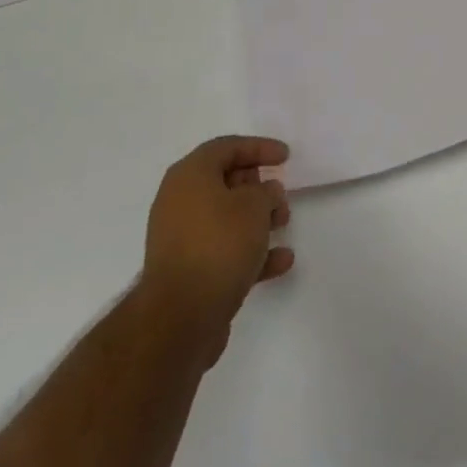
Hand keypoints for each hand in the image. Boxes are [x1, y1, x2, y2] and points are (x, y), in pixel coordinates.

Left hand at [139, 136, 293, 359]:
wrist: (180, 318)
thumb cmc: (218, 245)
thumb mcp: (254, 207)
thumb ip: (266, 192)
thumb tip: (265, 192)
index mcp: (190, 175)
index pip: (227, 147)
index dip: (259, 147)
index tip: (286, 156)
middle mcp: (180, 201)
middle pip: (225, 182)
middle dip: (259, 187)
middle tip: (282, 195)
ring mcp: (182, 238)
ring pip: (226, 218)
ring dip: (258, 220)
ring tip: (284, 225)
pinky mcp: (189, 272)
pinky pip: (224, 250)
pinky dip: (251, 251)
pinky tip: (281, 261)